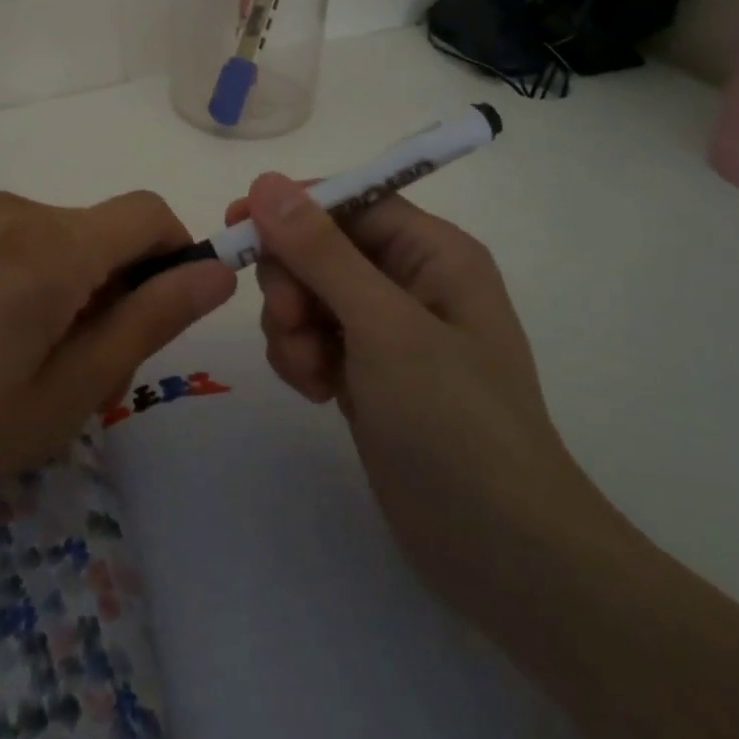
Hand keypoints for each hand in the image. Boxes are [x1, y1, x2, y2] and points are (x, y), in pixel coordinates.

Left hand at [0, 189, 235, 579]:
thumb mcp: (70, 393)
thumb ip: (150, 321)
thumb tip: (218, 271)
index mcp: (50, 247)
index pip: (150, 212)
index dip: (177, 255)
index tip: (163, 317)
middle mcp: (17, 209)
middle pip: (109, 227)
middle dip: (125, 281)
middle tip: (89, 362)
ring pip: (73, 233)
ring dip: (84, 281)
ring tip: (38, 357)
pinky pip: (32, 236)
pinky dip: (46, 273)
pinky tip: (2, 335)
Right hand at [229, 174, 611, 621]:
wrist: (502, 555)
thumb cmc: (454, 423)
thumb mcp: (384, 327)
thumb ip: (321, 252)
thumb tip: (266, 183)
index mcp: (432, 252)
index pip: (349, 201)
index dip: (291, 208)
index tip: (236, 227)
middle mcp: (410, 281)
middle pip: (320, 247)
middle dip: (294, 282)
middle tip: (292, 321)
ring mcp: (388, 331)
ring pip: (309, 295)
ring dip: (293, 327)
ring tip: (311, 373)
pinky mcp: (368, 373)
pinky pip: (313, 338)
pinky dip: (302, 358)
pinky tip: (316, 393)